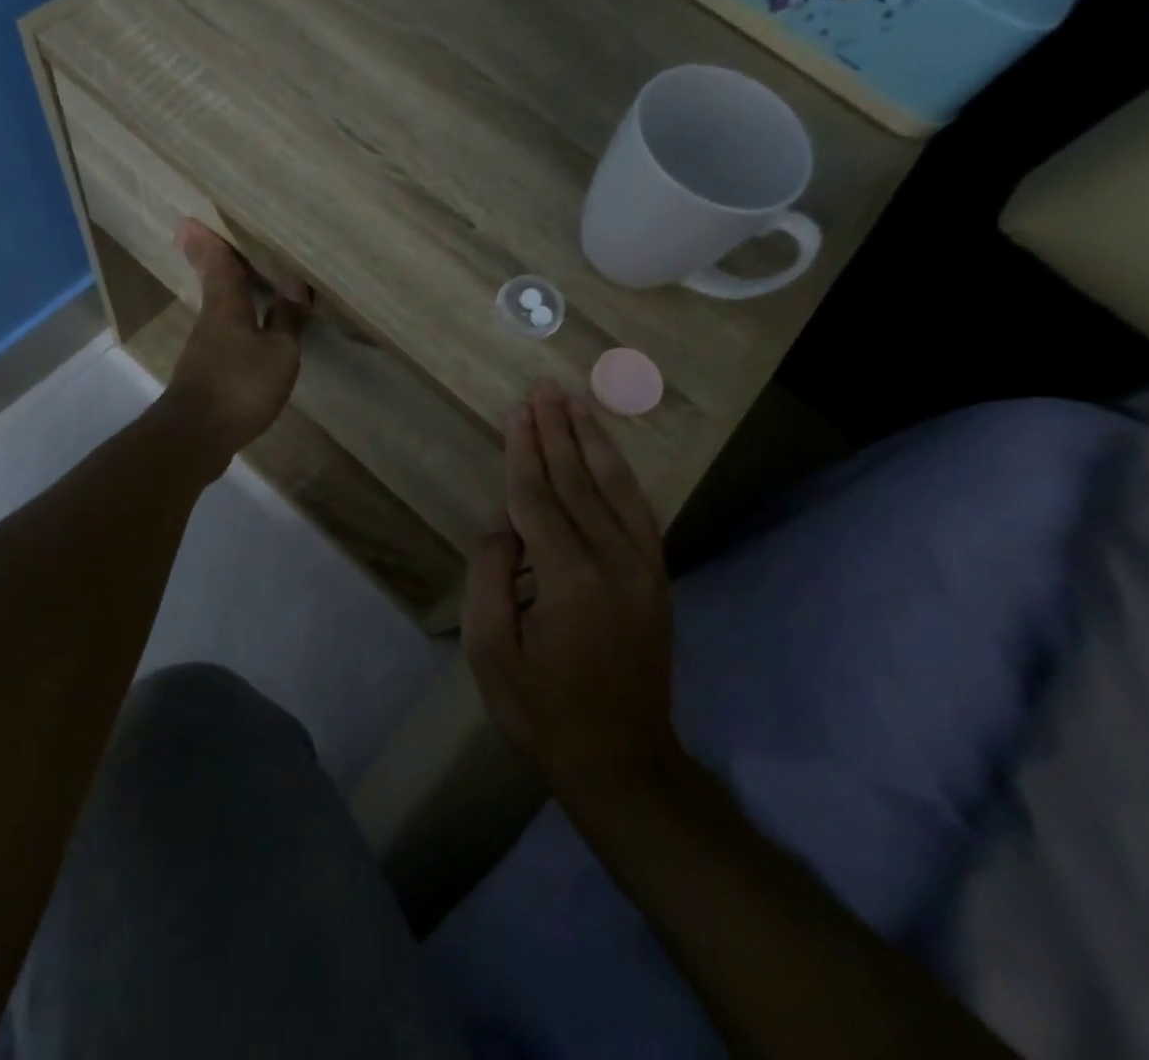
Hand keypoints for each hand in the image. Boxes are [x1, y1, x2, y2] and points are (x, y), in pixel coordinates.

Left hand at [161, 219, 311, 473]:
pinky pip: (225, 340)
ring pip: (219, 313)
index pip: (217, 265)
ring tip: (248, 285)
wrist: (196, 437)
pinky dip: (237, 328)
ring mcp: (204, 351)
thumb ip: (286, 319)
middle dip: (216, 264)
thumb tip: (293, 284)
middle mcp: (210, 322)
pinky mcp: (206, 377)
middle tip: (216, 242)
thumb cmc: (240, 385)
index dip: (209, 242)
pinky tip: (251, 336)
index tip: (190, 220)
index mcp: (225, 307)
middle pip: (214, 286)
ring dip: (229, 297)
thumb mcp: (278, 353)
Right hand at [463, 379, 678, 795]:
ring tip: (576, 404)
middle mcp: (613, 561)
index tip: (517, 410)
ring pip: (616, 488)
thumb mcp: (491, 651)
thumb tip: (503, 523)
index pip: (538, 497)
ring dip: (593, 441)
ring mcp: (643, 568)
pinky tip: (608, 454)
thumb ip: (491, 576)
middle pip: (578, 480)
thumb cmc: (542, 709)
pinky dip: (621, 476)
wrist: (622, 760)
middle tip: (546, 388)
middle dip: (558, 431)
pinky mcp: (657, 579)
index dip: (524, 451)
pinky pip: (639, 513)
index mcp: (567, 577)